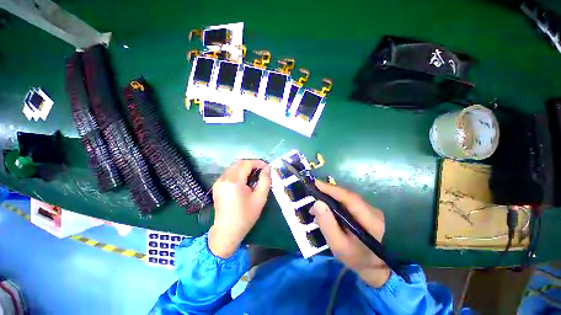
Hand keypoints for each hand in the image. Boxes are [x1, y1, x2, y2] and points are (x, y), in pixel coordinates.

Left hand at [208, 160, 270, 258]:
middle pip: (239, 163)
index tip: (267, 167)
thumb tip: (267, 168)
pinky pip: (229, 173)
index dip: (258, 163)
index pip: (246, 164)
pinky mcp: (217, 185)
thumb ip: (265, 180)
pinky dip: (238, 172)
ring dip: (245, 168)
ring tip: (254, 175)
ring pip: (233, 167)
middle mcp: (224, 178)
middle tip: (262, 171)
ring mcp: (218, 182)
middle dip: (252, 164)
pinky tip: (245, 180)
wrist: (227, 231)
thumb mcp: (260, 198)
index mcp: (234, 181)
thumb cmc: (245, 216)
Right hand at [310, 180, 390, 286]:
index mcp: (370, 221)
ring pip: (347, 197)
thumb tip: (317, 203)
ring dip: (331, 198)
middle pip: (347, 195)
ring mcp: (371, 210)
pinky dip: (336, 202)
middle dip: (328, 193)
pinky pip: (349, 202)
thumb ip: (327, 225)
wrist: (374, 266)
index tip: (316, 184)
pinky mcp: (367, 211)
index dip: (332, 189)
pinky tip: (328, 209)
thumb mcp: (338, 245)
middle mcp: (373, 211)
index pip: (349, 198)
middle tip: (313, 195)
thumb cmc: (355, 258)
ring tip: (317, 205)